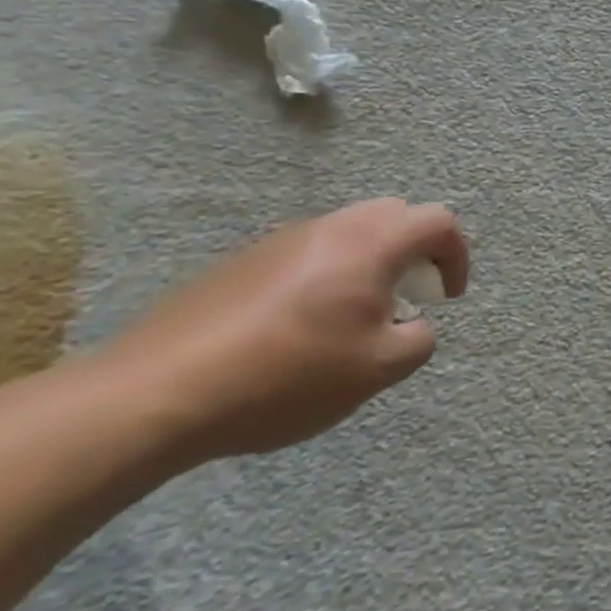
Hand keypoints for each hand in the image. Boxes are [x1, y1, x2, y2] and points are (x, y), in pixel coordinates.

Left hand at [94, 199, 468, 459]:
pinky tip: (300, 330)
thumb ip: (418, 339)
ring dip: (370, 263)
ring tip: (355, 319)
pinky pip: (305, 254)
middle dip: (415, 251)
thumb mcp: (378, 369)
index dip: (456, 256)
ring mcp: (278, 242)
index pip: (438, 221)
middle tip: (408, 298)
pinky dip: (327, 276)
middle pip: (393, 215)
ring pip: (347, 233)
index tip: (445, 299)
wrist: (154, 395)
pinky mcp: (239, 264)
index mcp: (369, 243)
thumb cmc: (287, 376)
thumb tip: (411, 325)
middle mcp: (328, 228)